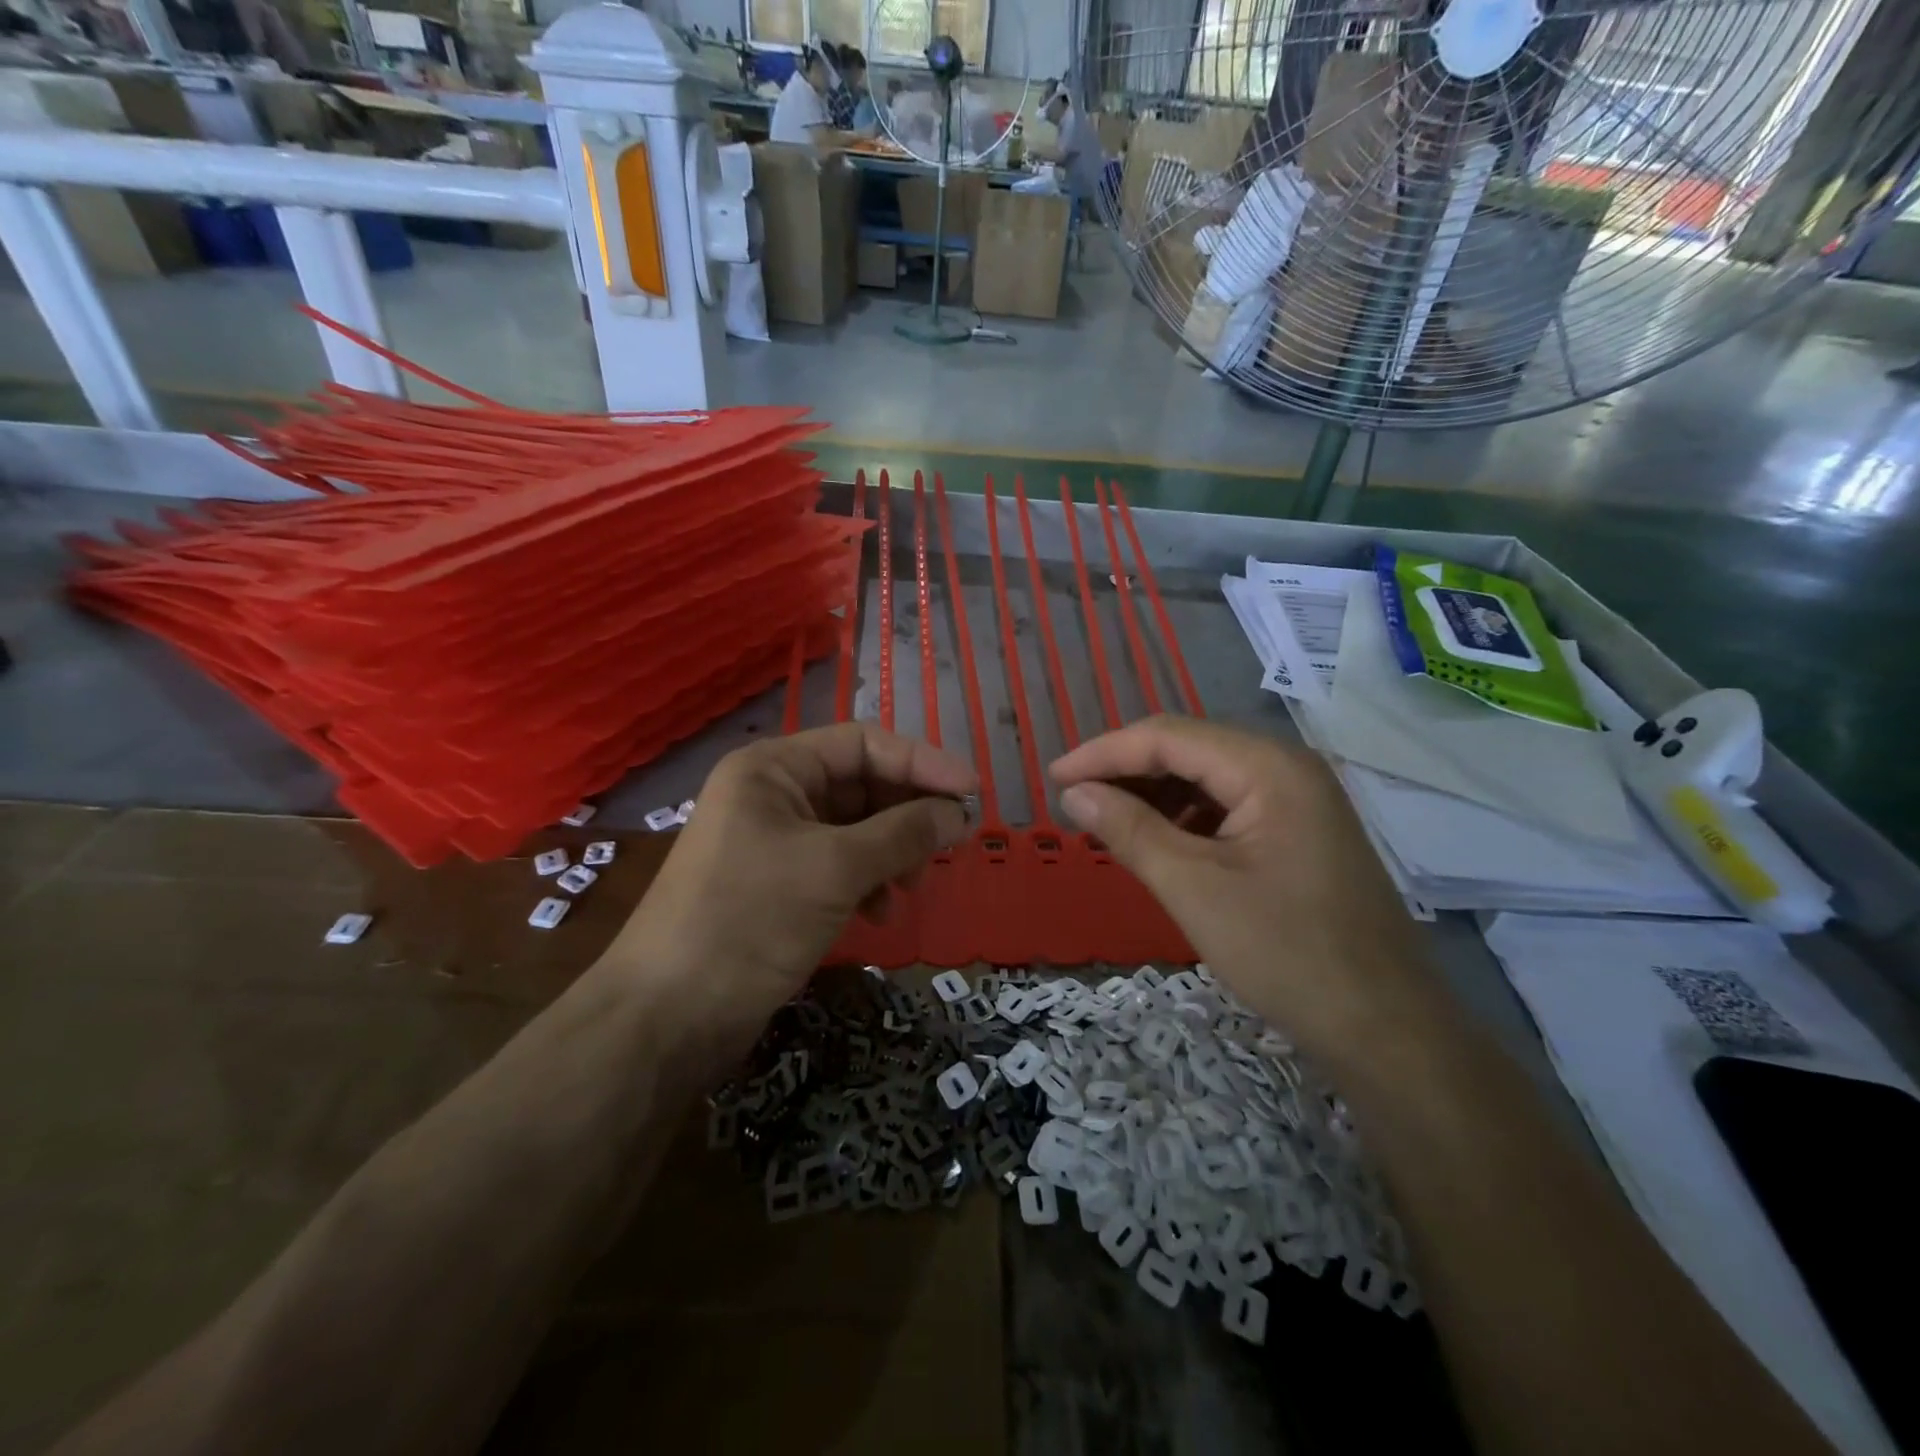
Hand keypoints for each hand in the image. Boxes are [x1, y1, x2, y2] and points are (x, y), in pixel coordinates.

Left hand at [608, 724, 975, 1050]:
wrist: (666, 1017)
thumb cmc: (750, 920)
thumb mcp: (835, 868)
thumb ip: (903, 833)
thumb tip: (960, 813)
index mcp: (774, 768)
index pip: (863, 743)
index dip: (922, 762)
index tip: (973, 793)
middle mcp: (773, 793)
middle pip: (861, 784)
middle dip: (907, 814)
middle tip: (949, 846)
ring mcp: (774, 839)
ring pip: (855, 828)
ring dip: (892, 852)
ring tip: (911, 887)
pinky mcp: (778, 883)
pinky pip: (838, 864)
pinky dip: (867, 881)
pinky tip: (880, 913)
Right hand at [1050, 715, 1435, 1063]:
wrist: (1385, 1029)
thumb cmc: (1286, 954)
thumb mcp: (1193, 889)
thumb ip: (1129, 830)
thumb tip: (1074, 792)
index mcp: (1269, 767)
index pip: (1168, 737)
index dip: (1103, 753)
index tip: (1053, 778)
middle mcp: (1287, 767)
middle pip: (1188, 749)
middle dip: (1126, 771)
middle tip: (1073, 801)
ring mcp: (1298, 799)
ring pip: (1206, 777)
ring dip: (1152, 794)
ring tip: (1104, 821)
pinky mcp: (1298, 831)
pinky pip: (1228, 806)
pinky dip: (1184, 818)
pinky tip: (1156, 842)